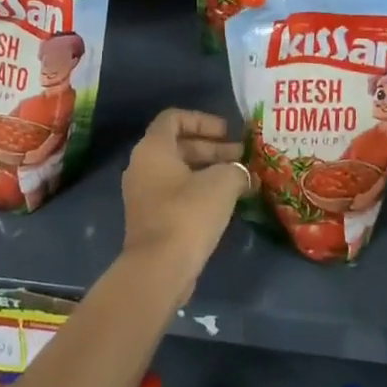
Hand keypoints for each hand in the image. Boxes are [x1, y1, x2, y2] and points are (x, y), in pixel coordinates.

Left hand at [120, 109, 250, 296]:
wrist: (159, 269)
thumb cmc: (188, 214)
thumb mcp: (222, 183)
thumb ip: (236, 169)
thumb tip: (244, 174)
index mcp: (153, 148)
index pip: (174, 118)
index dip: (203, 120)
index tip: (228, 132)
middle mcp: (142, 166)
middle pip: (179, 145)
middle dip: (213, 147)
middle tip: (242, 156)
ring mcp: (144, 194)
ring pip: (179, 170)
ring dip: (209, 170)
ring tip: (240, 178)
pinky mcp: (151, 218)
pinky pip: (176, 192)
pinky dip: (200, 190)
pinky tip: (226, 201)